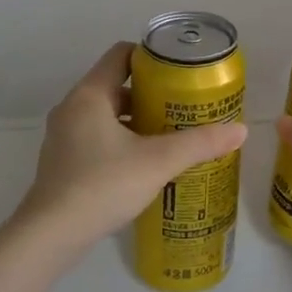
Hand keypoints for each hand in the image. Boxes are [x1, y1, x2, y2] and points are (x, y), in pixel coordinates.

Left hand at [12, 42, 248, 263]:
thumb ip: (199, 143)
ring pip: (106, 113)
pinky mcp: (62, 161)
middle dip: (150, 93)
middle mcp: (72, 108)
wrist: (50, 236)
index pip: (120, 55)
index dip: (151, 57)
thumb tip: (241, 130)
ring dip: (136, 118)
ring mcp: (63, 136)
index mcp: (90, 95)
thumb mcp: (158, 162)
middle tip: (182, 105)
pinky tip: (143, 162)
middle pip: (115, 85)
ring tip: (169, 133)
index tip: (179, 71)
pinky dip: (120, 139)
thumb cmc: (102, 186)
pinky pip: (96, 136)